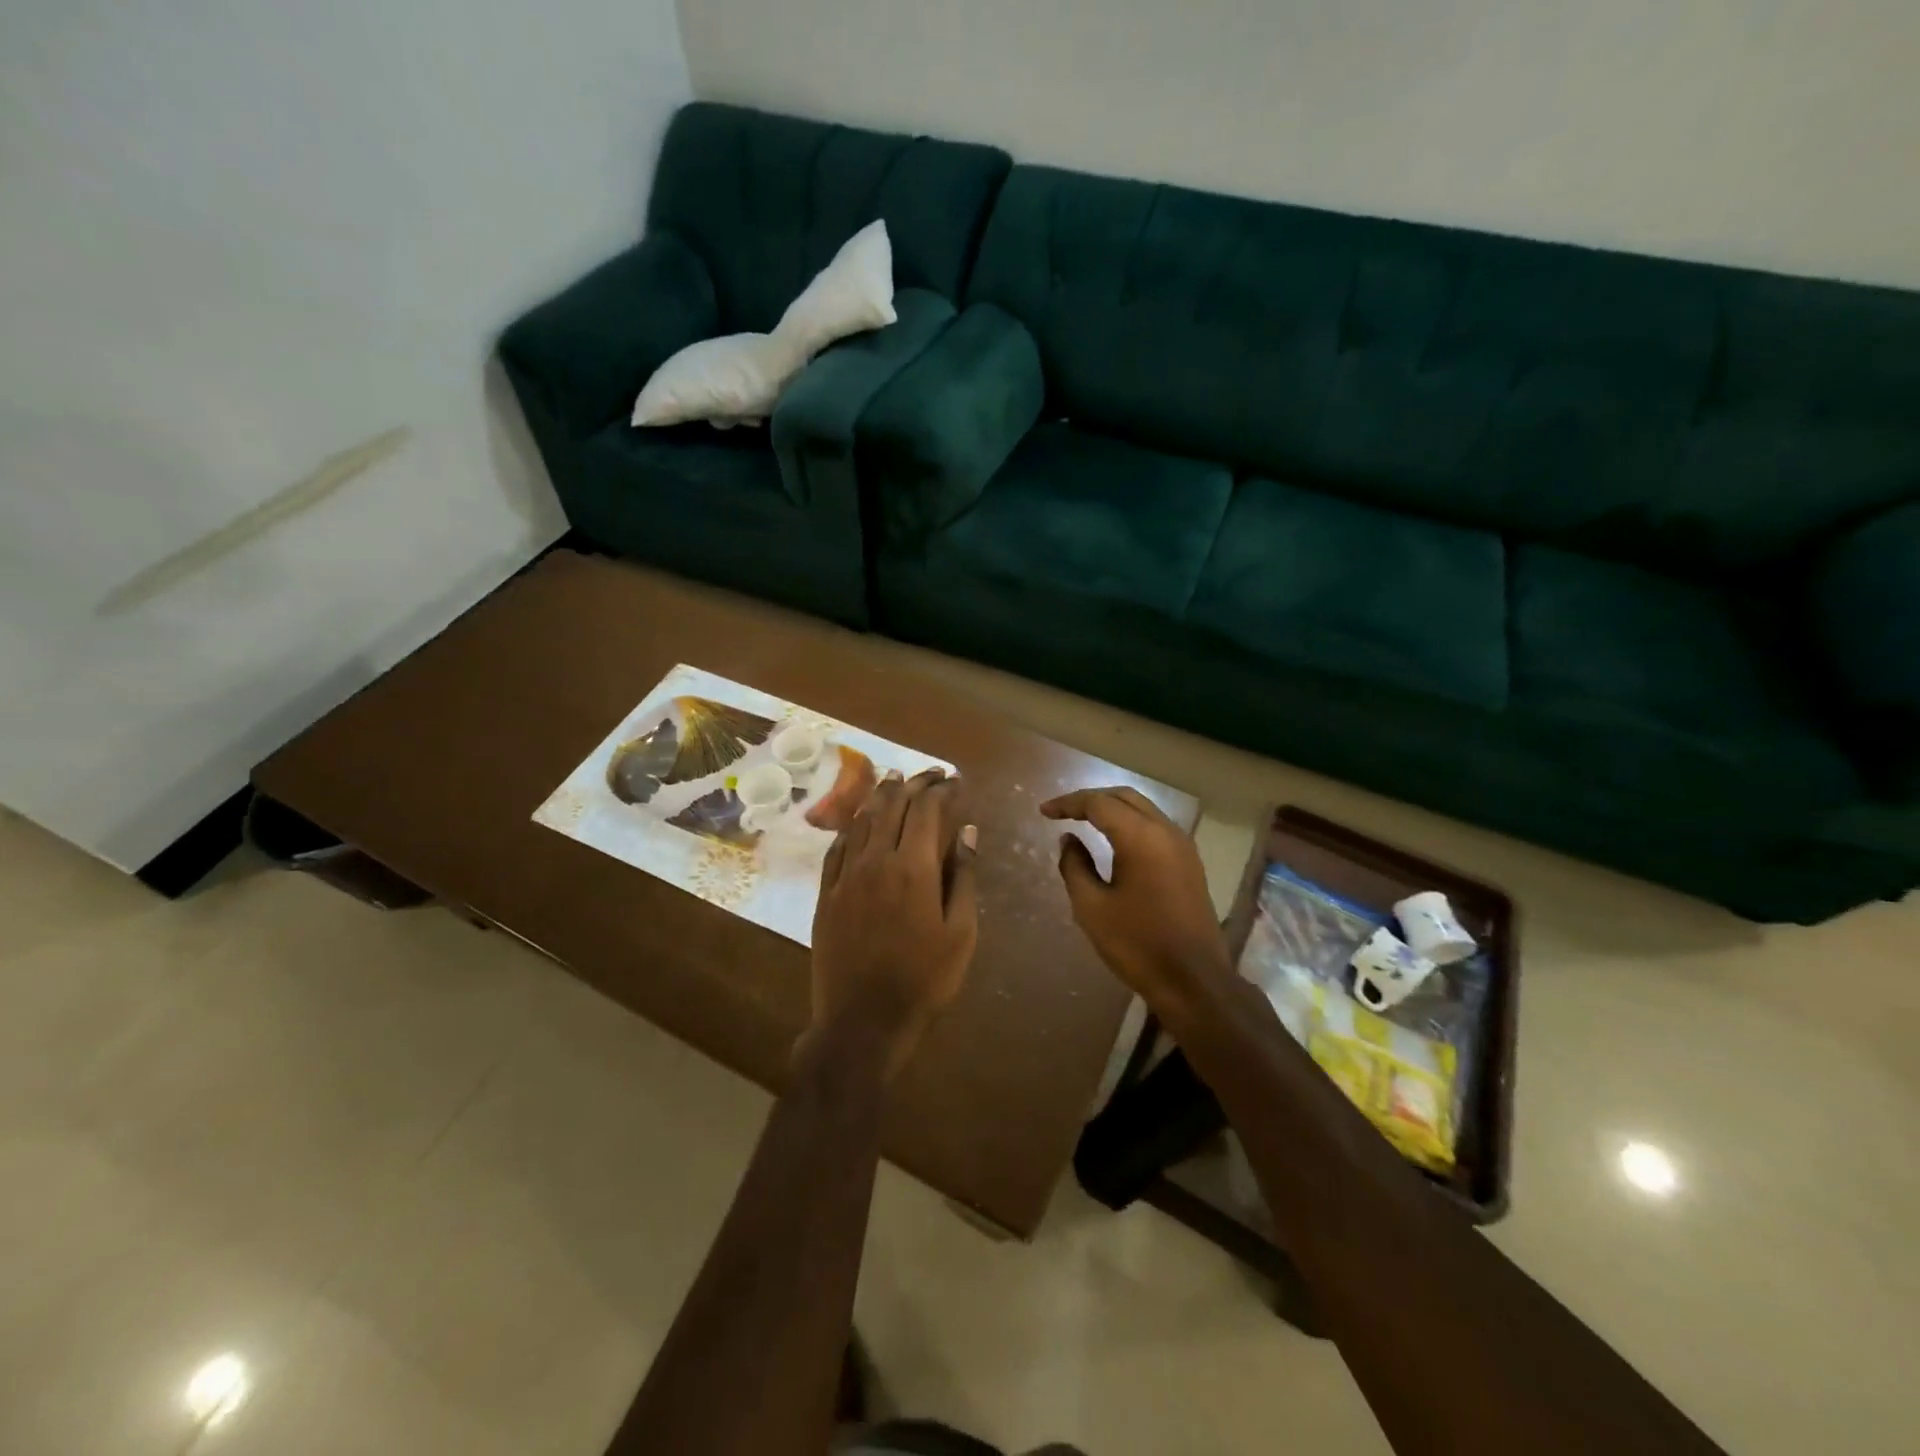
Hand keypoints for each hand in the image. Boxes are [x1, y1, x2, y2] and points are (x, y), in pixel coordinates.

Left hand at [808, 769, 978, 1078]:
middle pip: (892, 806)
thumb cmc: (923, 980)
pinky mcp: (826, 894)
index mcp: (912, 868)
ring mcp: (845, 876)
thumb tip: (967, 832)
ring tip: (895, 780)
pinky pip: (837, 847)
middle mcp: (875, 860)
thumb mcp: (961, 933)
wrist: (863, 1021)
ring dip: (880, 795)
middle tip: (930, 774)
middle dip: (913, 784)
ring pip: (861, 820)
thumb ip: (963, 877)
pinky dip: (852, 826)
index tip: (954, 780)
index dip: (941, 790)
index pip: (925, 811)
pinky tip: (859, 820)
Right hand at [1041, 787, 1231, 1015]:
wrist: (1193, 980)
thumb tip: (1069, 839)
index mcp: (1140, 837)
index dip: (1068, 804)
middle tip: (1062, 812)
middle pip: (1124, 797)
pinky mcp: (1189, 863)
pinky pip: (1155, 827)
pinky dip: (1130, 824)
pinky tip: (1114, 841)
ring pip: (1143, 809)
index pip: (1098, 803)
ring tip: (1083, 821)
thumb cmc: (1137, 944)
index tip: (1043, 812)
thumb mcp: (1092, 907)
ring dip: (1112, 809)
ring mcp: (1182, 846)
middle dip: (1091, 799)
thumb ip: (1075, 866)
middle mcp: (1166, 831)